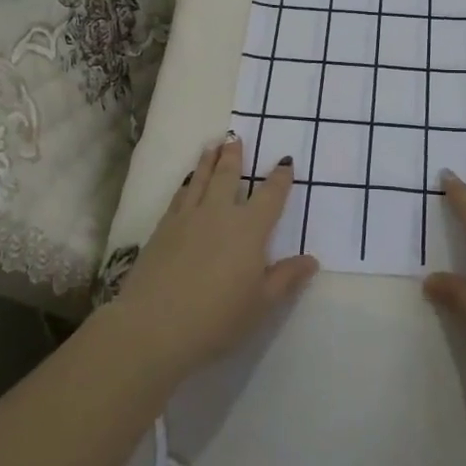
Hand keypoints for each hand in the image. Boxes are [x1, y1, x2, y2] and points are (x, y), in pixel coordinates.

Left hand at [105, 134, 318, 380]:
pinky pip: (179, 196)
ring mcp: (187, 218)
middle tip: (235, 137)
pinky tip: (187, 182)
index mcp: (249, 228)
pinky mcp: (162, 229)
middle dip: (234, 156)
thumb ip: (286, 278)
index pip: (270, 196)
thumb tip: (311, 260)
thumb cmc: (216, 318)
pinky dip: (187, 183)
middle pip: (228, 176)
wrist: (153, 327)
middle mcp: (219, 213)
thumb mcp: (261, 304)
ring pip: (200, 179)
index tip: (284, 161)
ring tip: (212, 146)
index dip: (280, 178)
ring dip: (208, 161)